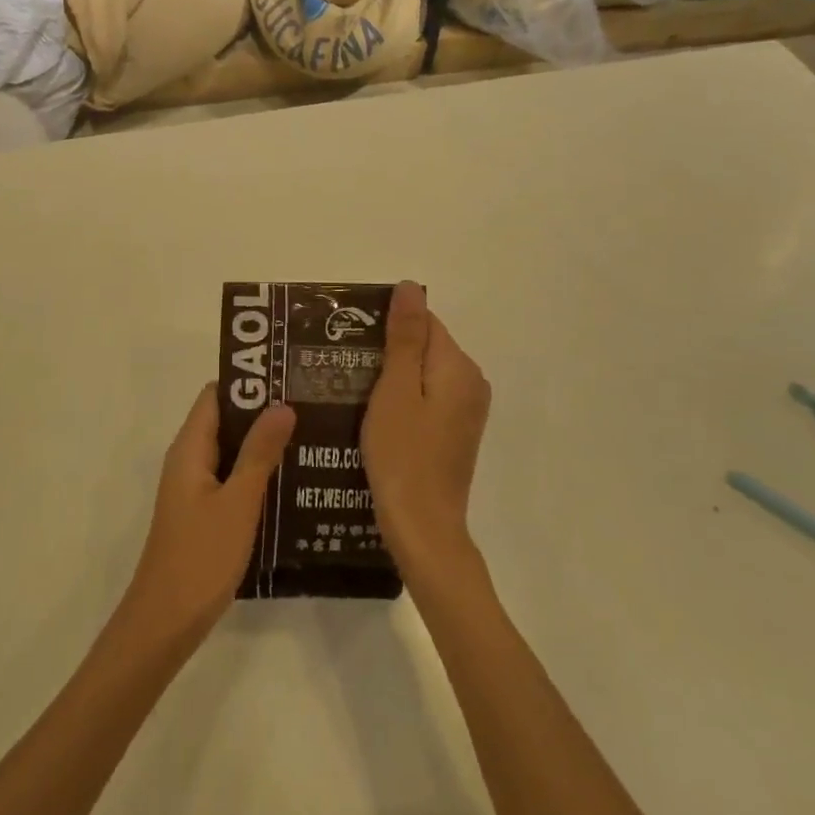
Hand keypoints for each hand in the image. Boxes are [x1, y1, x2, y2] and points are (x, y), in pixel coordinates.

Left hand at [123, 385, 295, 643]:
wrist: (165, 624)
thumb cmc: (201, 557)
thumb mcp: (238, 502)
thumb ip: (260, 453)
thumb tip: (282, 404)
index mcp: (189, 449)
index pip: (216, 395)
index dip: (248, 382)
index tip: (286, 376)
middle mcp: (189, 460)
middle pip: (225, 420)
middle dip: (262, 411)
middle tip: (308, 405)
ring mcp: (195, 488)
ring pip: (231, 451)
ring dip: (262, 443)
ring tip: (309, 436)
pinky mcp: (203, 513)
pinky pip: (231, 478)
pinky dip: (256, 472)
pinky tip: (291, 481)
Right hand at [363, 281, 491, 580]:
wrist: (423, 528)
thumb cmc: (402, 455)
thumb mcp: (395, 389)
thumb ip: (404, 337)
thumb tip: (410, 286)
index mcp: (458, 366)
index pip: (422, 321)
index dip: (385, 326)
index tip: (350, 342)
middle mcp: (471, 382)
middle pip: (424, 346)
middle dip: (386, 351)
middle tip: (344, 367)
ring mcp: (466, 410)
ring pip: (423, 373)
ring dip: (391, 376)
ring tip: (351, 389)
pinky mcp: (456, 432)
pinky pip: (427, 398)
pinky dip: (402, 399)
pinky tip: (374, 415)